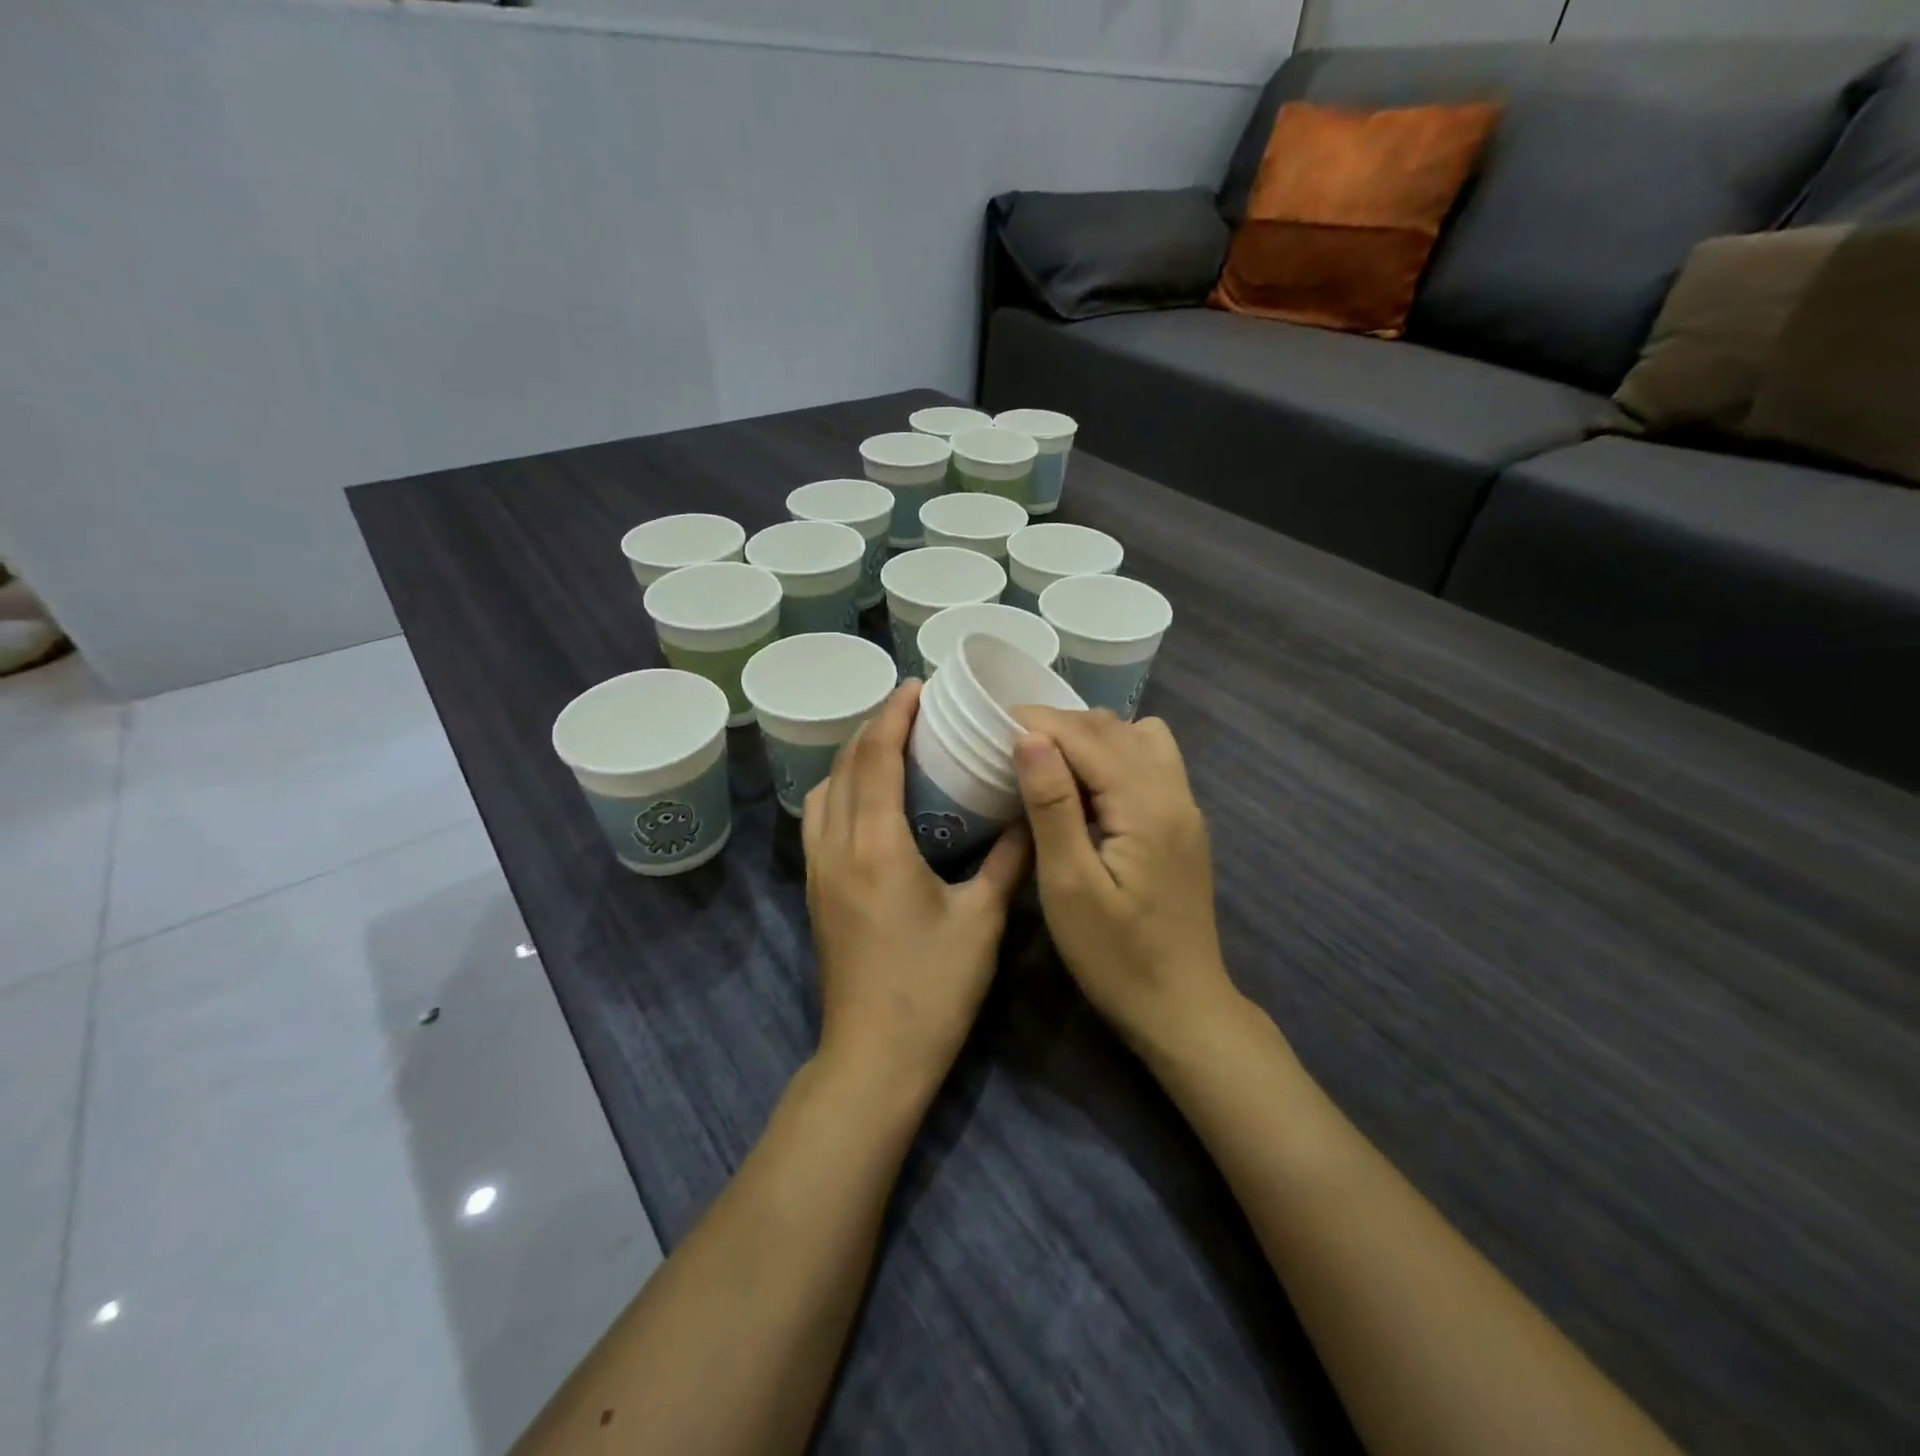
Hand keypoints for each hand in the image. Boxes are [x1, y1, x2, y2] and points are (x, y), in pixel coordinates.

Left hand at [803, 681, 1030, 1103]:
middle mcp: (836, 847)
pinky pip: (819, 819)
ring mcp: (817, 870)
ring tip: (890, 746)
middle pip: (843, 765)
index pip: (875, 757)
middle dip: (873, 727)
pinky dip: (840, 789)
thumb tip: (1027, 815)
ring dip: (852, 758)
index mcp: (876, 846)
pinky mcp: (814, 891)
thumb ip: (1007, 860)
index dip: (894, 715)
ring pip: (823, 790)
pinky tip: (870, 798)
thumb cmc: (933, 988)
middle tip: (912, 709)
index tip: (918, 687)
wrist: (875, 1057)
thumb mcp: (982, 920)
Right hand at [1010, 708, 1236, 1048]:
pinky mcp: (1183, 824)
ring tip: (1048, 763)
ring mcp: (1185, 807)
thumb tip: (1029, 737)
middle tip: (1010, 746)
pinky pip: (1151, 762)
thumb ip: (1051, 805)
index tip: (991, 724)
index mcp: (1146, 805)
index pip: (1087, 735)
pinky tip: (1087, 788)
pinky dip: (1114, 754)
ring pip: (1137, 738)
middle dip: (1059, 725)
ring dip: (1090, 736)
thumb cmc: (1115, 957)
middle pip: (1114, 729)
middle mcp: (1174, 792)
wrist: (1182, 1009)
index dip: (1038, 721)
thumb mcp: (1069, 885)